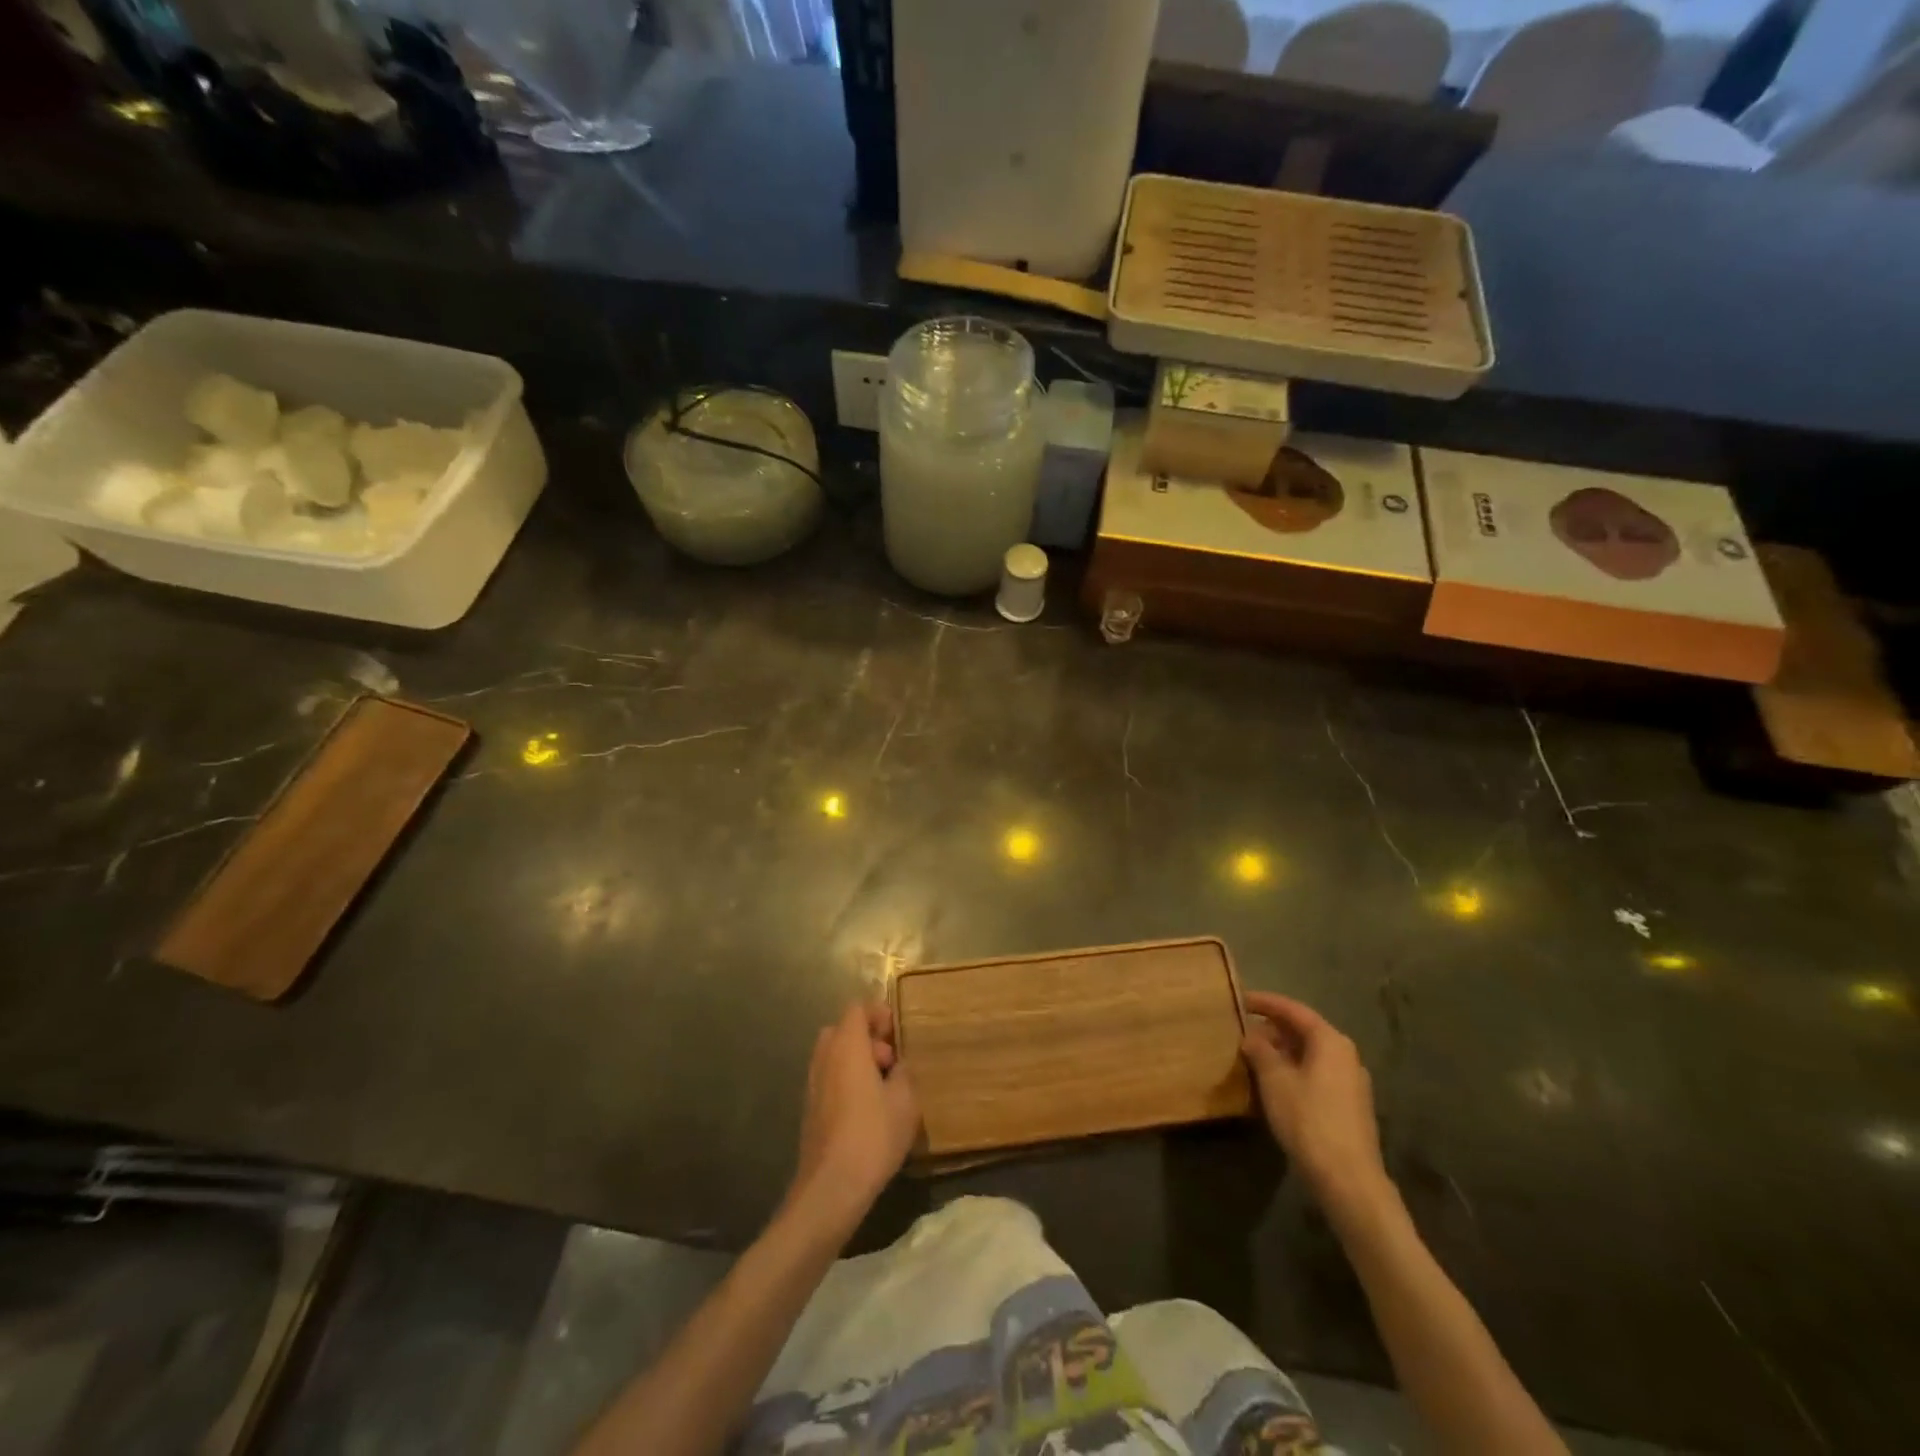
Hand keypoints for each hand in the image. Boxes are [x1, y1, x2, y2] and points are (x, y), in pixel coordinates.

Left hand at [786, 1001, 919, 1235]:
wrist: (831, 1188)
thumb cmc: (872, 1136)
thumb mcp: (905, 1101)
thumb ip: (904, 1073)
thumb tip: (898, 1066)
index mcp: (846, 1046)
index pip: (856, 1009)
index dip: (878, 1012)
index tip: (897, 1030)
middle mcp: (824, 1057)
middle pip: (842, 1030)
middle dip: (867, 1037)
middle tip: (891, 1060)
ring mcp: (813, 1084)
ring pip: (834, 1055)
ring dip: (857, 1060)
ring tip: (883, 1087)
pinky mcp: (809, 1109)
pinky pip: (829, 1078)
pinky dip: (847, 1081)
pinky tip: (868, 1110)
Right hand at [1241, 992, 1390, 1214]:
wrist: (1348, 1179)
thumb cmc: (1308, 1119)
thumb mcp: (1274, 1080)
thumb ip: (1260, 1051)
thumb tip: (1252, 1036)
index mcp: (1330, 1041)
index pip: (1293, 1010)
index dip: (1265, 1002)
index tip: (1240, 999)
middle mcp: (1346, 1055)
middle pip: (1305, 1030)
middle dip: (1273, 1028)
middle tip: (1243, 1029)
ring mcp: (1351, 1081)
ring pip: (1311, 1053)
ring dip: (1282, 1050)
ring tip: (1254, 1054)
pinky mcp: (1349, 1105)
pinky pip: (1317, 1073)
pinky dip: (1294, 1068)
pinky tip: (1274, 1082)